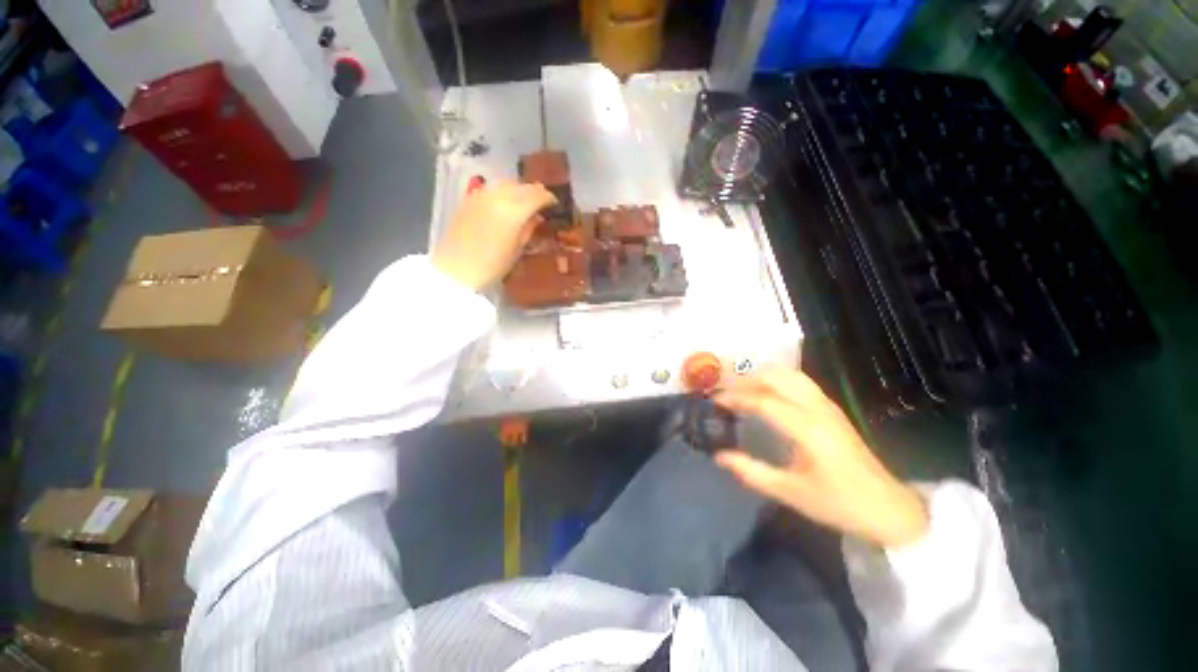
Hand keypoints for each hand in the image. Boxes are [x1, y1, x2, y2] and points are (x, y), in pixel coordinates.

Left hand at [432, 182, 556, 289]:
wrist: (455, 269)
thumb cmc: (492, 266)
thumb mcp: (517, 250)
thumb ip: (529, 229)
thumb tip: (537, 217)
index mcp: (514, 211)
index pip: (537, 195)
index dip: (549, 198)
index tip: (555, 205)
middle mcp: (498, 196)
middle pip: (522, 186)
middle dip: (535, 192)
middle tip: (542, 203)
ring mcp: (481, 195)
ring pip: (506, 183)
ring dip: (519, 189)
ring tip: (524, 202)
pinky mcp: (469, 199)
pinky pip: (492, 188)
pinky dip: (503, 192)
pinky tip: (505, 204)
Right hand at [713, 367, 928, 547]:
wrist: (889, 509)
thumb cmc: (839, 504)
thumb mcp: (791, 492)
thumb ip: (751, 471)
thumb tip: (719, 456)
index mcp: (808, 429)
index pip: (763, 401)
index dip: (735, 397)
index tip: (715, 400)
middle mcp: (817, 409)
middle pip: (776, 378)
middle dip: (746, 380)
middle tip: (726, 393)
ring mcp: (827, 406)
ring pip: (790, 375)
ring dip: (763, 376)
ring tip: (742, 390)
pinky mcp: (832, 409)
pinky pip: (800, 382)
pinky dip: (778, 380)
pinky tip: (767, 392)